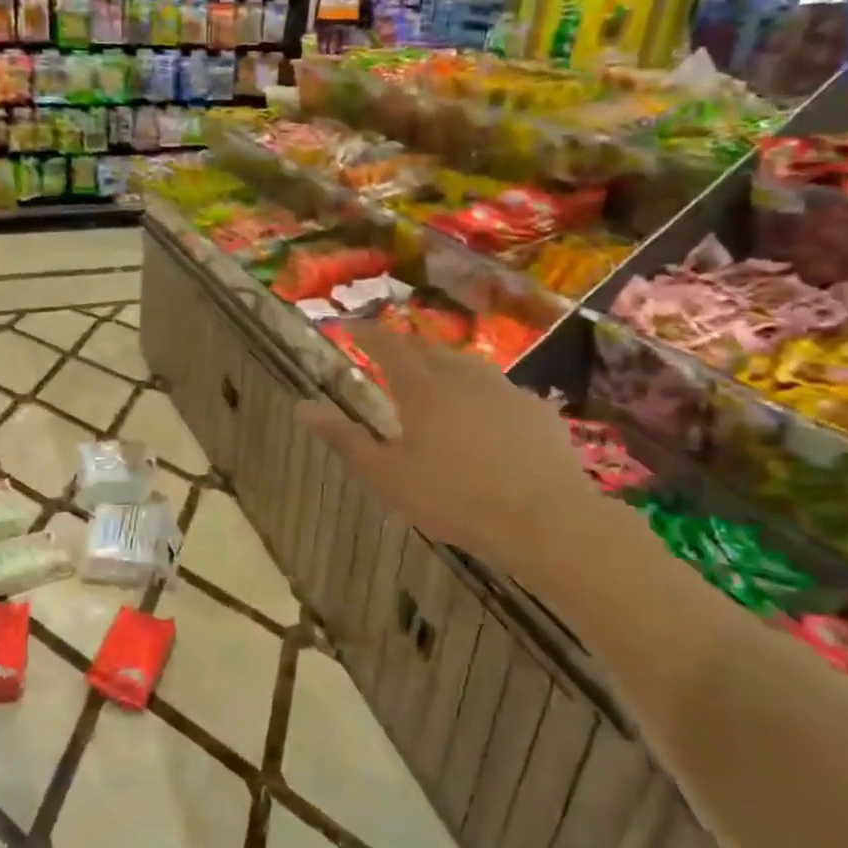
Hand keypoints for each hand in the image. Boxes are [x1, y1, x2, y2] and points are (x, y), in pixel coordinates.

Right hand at [294, 323, 593, 570]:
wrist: (545, 520)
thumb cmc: (453, 498)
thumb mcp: (386, 475)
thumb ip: (344, 439)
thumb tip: (302, 407)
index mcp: (422, 388)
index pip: (388, 346)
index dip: (368, 334)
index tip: (352, 327)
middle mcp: (462, 377)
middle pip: (428, 350)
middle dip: (405, 347)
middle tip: (391, 356)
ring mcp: (505, 391)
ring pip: (467, 366)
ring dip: (444, 366)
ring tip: (435, 381)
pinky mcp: (536, 411)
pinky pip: (500, 391)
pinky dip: (482, 394)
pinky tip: (486, 418)